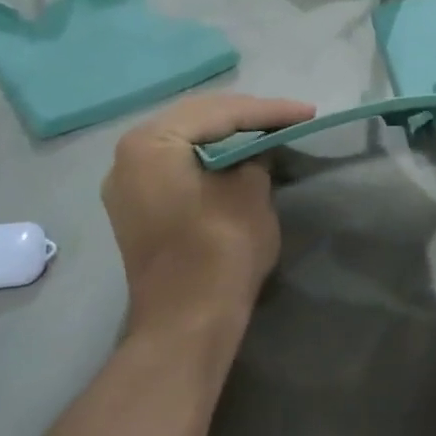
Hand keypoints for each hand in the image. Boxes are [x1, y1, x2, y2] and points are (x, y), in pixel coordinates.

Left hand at [102, 93, 315, 349]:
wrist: (187, 324)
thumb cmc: (220, 251)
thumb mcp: (251, 192)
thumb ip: (254, 156)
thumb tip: (254, 149)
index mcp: (151, 142)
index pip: (219, 113)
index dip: (268, 111)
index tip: (308, 112)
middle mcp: (128, 154)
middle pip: (195, 120)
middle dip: (244, 117)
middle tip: (289, 116)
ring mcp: (127, 183)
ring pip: (184, 142)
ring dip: (225, 136)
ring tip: (267, 130)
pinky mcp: (136, 207)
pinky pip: (175, 166)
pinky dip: (207, 158)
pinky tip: (236, 157)